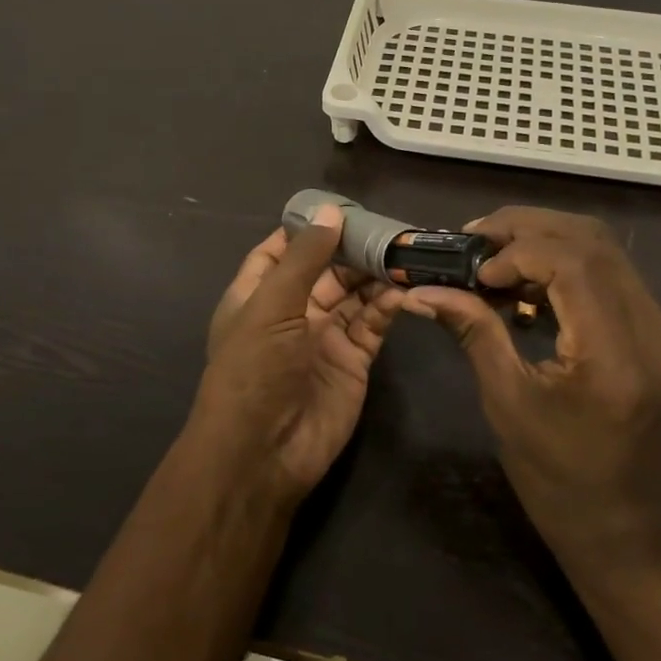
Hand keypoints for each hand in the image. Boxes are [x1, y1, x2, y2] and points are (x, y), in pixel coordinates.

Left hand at [188, 204, 407, 496]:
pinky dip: (388, 307)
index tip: (341, 207)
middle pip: (326, 270)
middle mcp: (292, 312)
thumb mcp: (271, 306)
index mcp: (258, 295)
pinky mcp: (353, 361)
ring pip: (354, 295)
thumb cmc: (254, 370)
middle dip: (354, 250)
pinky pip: (373, 324)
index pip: (281, 250)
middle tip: (390, 228)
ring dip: (376, 275)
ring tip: (406, 252)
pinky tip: (405, 289)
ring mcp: (324, 337)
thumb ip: (304, 259)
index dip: (308, 229)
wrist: (263, 453)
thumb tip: (330, 211)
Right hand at [407, 207, 660, 569]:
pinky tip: (526, 283)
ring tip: (494, 255)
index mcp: (614, 356)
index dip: (518, 250)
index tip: (474, 270)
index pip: (574, 264)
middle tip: (475, 238)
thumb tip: (422, 289)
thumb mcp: (506, 402)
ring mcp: (660, 328)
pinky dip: (565, 263)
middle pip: (593, 242)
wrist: (623, 525)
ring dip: (546, 239)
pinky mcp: (655, 332)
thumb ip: (473, 331)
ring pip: (605, 250)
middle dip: (529, 228)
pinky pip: (610, 275)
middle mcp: (651, 330)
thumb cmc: (556, 477)